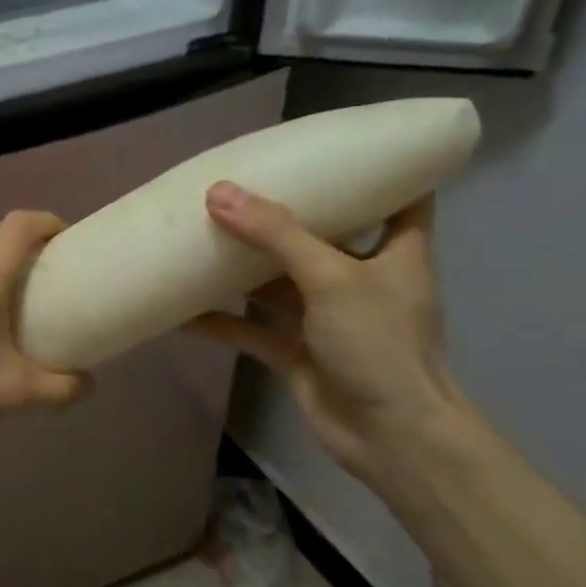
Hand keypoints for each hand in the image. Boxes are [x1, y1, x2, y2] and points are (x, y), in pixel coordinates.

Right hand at [187, 182, 467, 489]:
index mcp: (397, 253)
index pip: (403, 199)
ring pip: (279, 283)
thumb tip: (219, 192)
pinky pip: (252, 328)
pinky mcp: (297, 353)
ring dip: (243, 266)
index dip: (382, 171)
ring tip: (201, 233)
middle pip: (325, 236)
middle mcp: (362, 280)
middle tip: (243, 184)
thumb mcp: (332, 276)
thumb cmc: (379, 344)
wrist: (390, 438)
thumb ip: (276, 234)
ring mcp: (326, 319)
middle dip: (285, 215)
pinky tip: (182, 308)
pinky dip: (220, 321)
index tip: (343, 148)